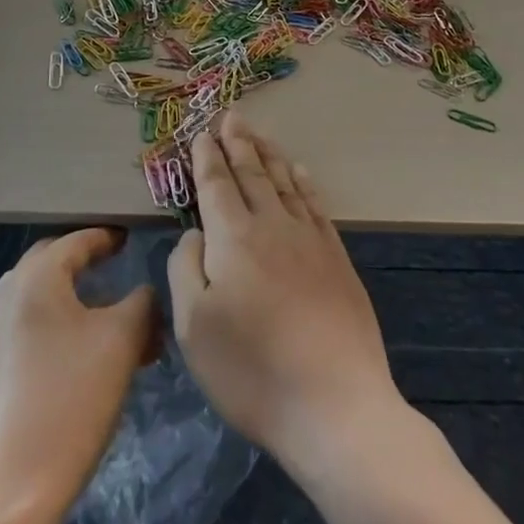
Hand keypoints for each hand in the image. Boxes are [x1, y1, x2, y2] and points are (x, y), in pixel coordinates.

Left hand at [0, 228, 157, 523]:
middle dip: (90, 263)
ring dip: (79, 299)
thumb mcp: (122, 342)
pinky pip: (32, 325)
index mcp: (36, 276)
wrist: (8, 491)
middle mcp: (7, 292)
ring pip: (44, 297)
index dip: (108, 238)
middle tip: (122, 269)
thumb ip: (142, 303)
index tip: (133, 239)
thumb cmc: (70, 401)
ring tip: (117, 321)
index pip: (78, 240)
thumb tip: (146, 292)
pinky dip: (62, 325)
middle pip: (55, 262)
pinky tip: (89, 354)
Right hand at [168, 110, 402, 468]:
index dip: (207, 157)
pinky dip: (304, 183)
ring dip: (269, 154)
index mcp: (233, 238)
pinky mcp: (337, 259)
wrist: (335, 406)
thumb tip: (195, 232)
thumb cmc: (251, 372)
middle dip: (238, 143)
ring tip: (258, 133)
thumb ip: (186, 268)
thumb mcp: (193, 327)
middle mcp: (272, 226)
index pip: (216, 185)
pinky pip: (316, 205)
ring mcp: (309, 240)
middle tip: (231, 116)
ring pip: (284, 182)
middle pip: (252, 174)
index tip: (203, 133)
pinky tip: (299, 172)